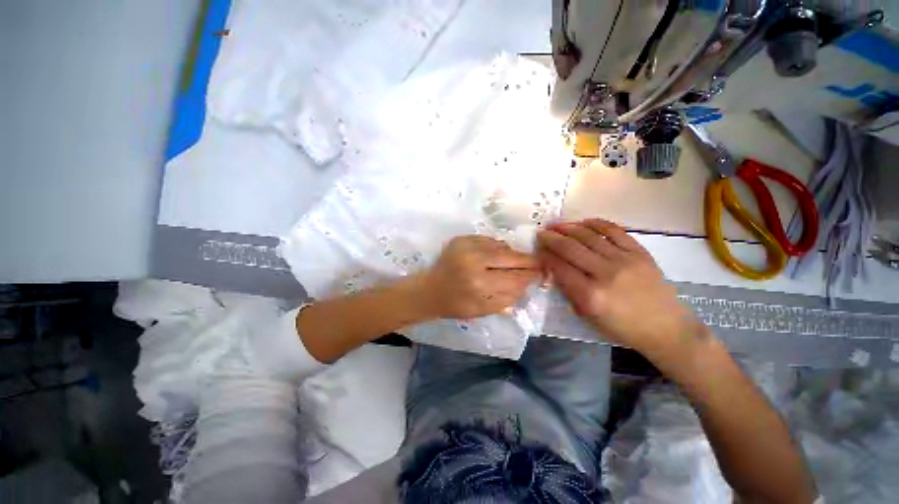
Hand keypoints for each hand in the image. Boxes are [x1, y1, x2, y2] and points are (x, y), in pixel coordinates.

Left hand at [420, 236, 540, 318]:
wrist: (430, 290)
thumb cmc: (456, 305)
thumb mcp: (484, 310)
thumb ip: (509, 298)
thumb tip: (529, 282)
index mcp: (480, 285)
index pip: (516, 277)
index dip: (532, 275)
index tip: (542, 273)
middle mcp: (474, 262)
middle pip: (512, 257)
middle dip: (528, 261)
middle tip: (537, 263)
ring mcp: (467, 247)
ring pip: (502, 246)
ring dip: (511, 254)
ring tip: (512, 262)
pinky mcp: (462, 239)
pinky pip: (489, 240)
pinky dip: (496, 248)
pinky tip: (494, 256)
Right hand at [537, 219, 698, 357]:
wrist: (666, 328)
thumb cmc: (622, 328)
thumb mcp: (588, 316)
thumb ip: (569, 291)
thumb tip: (554, 268)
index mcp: (590, 295)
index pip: (560, 267)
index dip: (545, 256)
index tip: (537, 250)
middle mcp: (605, 274)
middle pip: (571, 248)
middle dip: (551, 238)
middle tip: (541, 232)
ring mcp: (625, 260)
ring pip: (589, 236)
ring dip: (569, 228)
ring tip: (556, 224)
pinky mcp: (640, 252)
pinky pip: (615, 231)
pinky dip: (597, 223)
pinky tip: (583, 222)